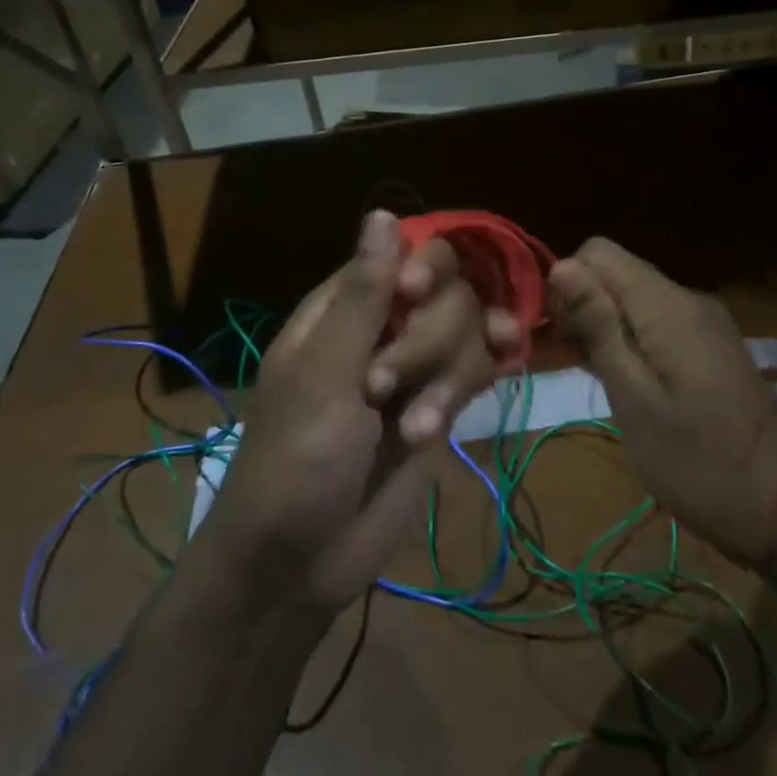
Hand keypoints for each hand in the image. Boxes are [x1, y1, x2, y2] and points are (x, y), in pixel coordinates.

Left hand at [198, 210, 515, 613]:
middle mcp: (384, 327)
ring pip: (466, 332)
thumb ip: (363, 295)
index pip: (405, 252)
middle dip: (428, 340)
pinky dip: (474, 382)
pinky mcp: (438, 405)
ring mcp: (415, 367)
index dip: (421, 269)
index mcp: (343, 307)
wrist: (301, 562)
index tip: (414, 298)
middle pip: (446, 293)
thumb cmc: (295, 461)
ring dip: (449, 378)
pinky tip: (481, 394)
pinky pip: (476, 370)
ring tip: (416, 431)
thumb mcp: (324, 374)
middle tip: (385, 389)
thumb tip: (382, 212)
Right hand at [549, 238, 776, 570]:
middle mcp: (688, 299)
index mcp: (668, 306)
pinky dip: (631, 340)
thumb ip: (599, 327)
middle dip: (583, 306)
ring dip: (604, 326)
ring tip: (596, 378)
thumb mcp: (635, 399)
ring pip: (633, 296)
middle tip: (576, 363)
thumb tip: (561, 264)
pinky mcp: (711, 344)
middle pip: (615, 272)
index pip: (597, 252)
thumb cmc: (698, 462)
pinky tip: (626, 382)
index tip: (560, 335)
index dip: (568, 283)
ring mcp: (704, 321)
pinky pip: (656, 320)